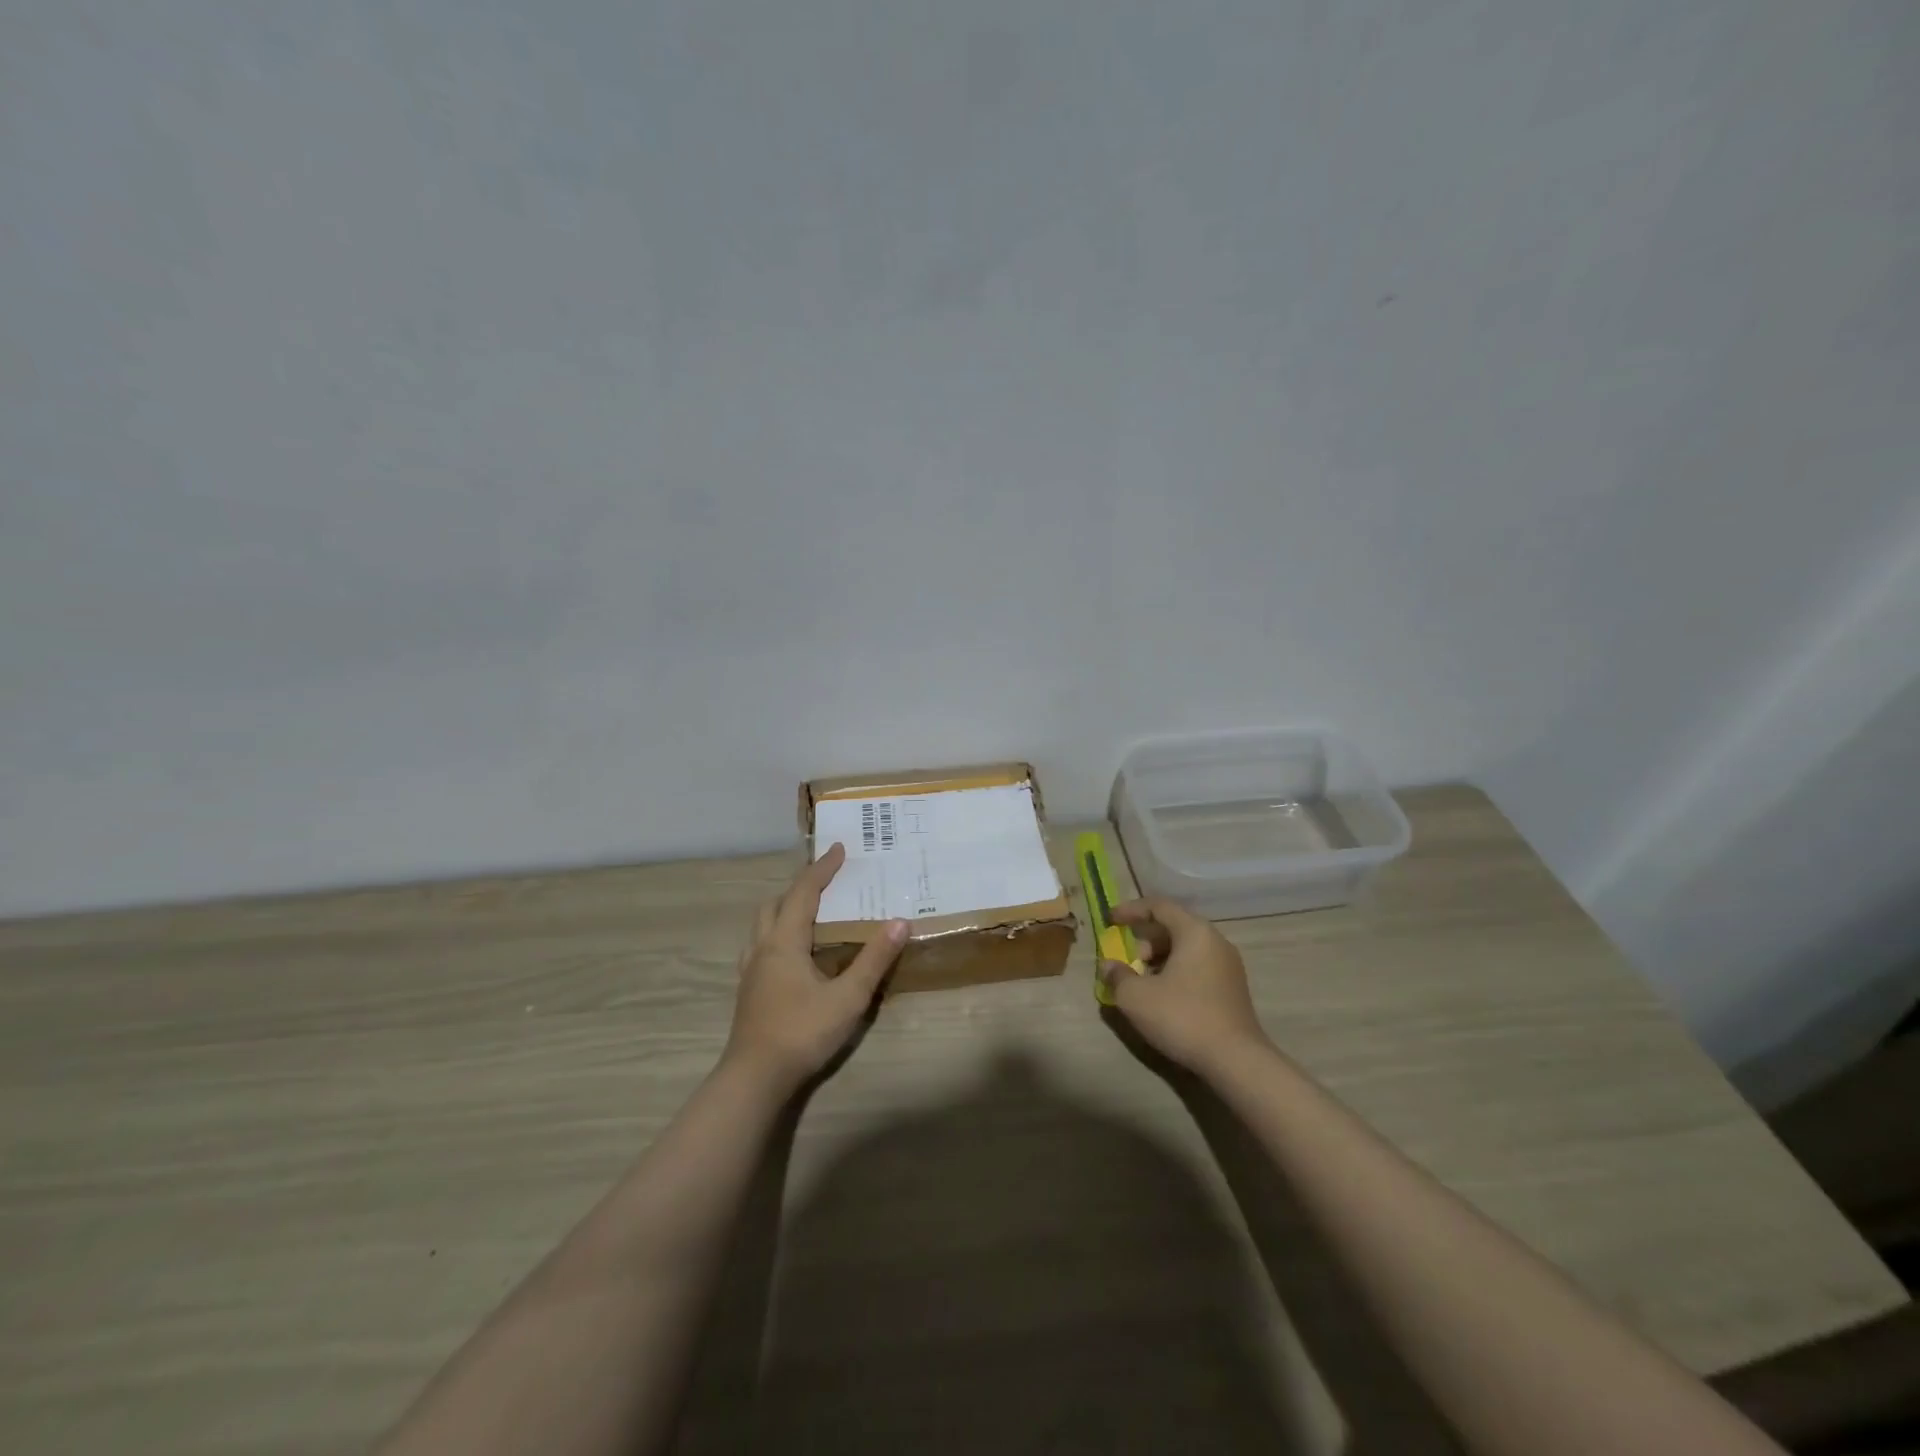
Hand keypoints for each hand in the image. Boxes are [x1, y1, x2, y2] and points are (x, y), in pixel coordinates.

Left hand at [725, 843, 907, 1094]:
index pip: (803, 892)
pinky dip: (778, 933)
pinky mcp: (749, 990)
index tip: (839, 849)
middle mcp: (762, 947)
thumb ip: (874, 959)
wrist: (754, 1078)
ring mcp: (750, 970)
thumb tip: (899, 922)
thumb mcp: (848, 996)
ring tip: (811, 912)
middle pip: (776, 903)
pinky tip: (793, 953)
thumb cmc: (802, 1032)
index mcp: (784, 941)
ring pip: (763, 925)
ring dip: (785, 909)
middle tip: (826, 881)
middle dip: (800, 886)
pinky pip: (761, 945)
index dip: (822, 869)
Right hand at [1098, 896, 1270, 1073]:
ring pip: (1186, 948)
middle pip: (1174, 926)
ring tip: (1142, 982)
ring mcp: (1228, 966)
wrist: (1235, 1060)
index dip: (1131, 910)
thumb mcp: (1136, 997)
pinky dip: (1176, 972)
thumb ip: (1117, 975)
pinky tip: (1164, 997)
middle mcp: (1215, 941)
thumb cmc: (1182, 1017)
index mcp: (1194, 932)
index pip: (1159, 906)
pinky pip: (1198, 967)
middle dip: (1145, 940)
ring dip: (1159, 959)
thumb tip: (1109, 966)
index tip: (1110, 920)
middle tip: (1128, 960)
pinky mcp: (1233, 989)